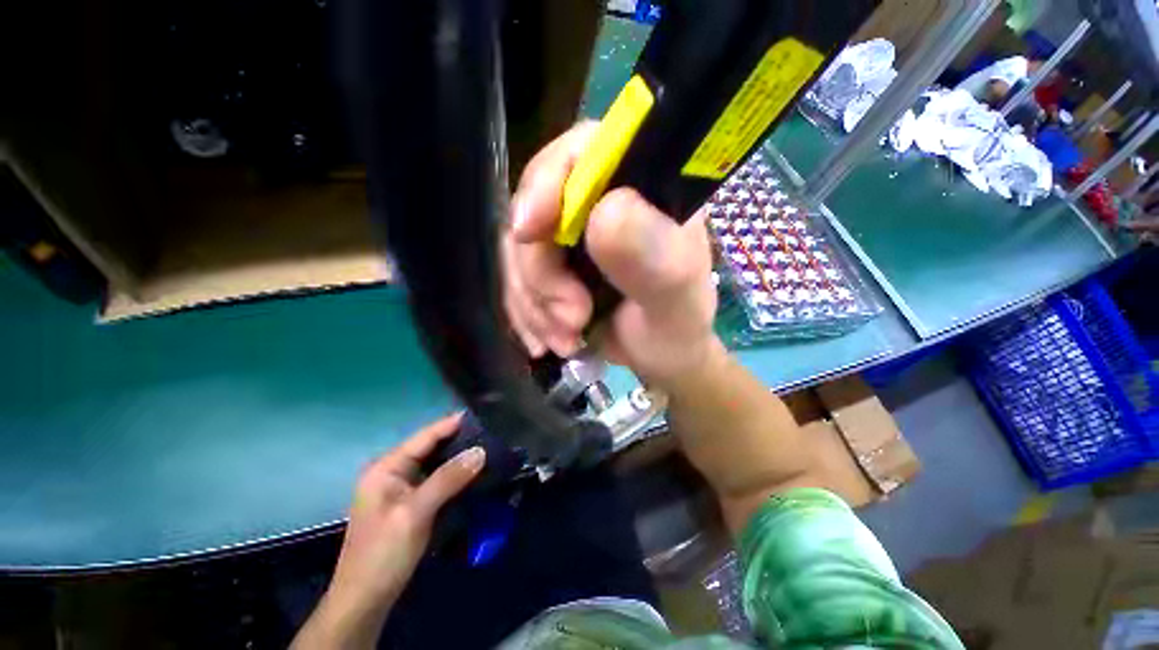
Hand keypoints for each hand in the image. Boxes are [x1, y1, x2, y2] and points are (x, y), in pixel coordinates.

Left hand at [293, 414, 484, 648]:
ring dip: (458, 457)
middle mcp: (392, 471)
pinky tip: (472, 472)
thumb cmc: (384, 554)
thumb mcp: (416, 513)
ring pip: (435, 463)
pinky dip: (454, 474)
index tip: (482, 415)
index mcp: (386, 467)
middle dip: (459, 439)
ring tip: (488, 447)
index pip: (425, 436)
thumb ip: (448, 478)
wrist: (365, 600)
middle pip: (431, 447)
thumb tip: (480, 451)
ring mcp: (400, 488)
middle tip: (490, 433)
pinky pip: (435, 479)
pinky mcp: (409, 503)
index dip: (453, 424)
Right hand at [502, 122, 716, 387]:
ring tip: (568, 340)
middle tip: (572, 319)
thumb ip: (653, 257)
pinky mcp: (550, 266)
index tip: (530, 231)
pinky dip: (527, 315)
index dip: (548, 181)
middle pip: (537, 209)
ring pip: (518, 251)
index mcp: (641, 191)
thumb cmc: (675, 328)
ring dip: (535, 304)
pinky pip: (515, 281)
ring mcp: (571, 236)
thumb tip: (605, 211)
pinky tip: (548, 342)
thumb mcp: (674, 300)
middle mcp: (600, 204)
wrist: (658, 360)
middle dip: (543, 274)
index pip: (585, 151)